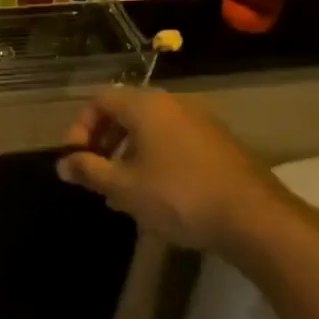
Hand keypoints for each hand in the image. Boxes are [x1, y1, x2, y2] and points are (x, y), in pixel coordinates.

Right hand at [56, 87, 298, 254]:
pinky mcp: (218, 143)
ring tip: (122, 190)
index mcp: (146, 105)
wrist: (255, 218)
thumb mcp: (124, 186)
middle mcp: (173, 104)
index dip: (80, 127)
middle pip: (125, 112)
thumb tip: (62, 164)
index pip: (99, 100)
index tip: (76, 160)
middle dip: (104, 142)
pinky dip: (155, 158)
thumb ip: (89, 171)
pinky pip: (173, 141)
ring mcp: (200, 122)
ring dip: (128, 153)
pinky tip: (156, 193)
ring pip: (150, 129)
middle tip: (96, 175)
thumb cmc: (178, 196)